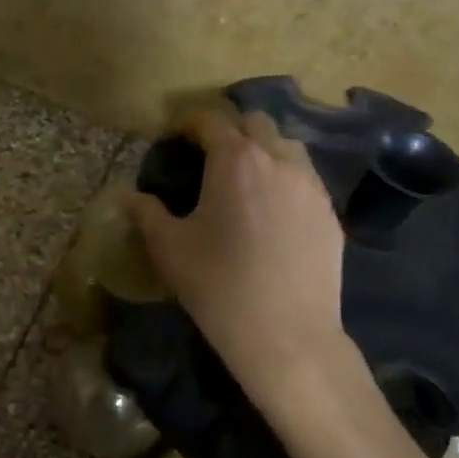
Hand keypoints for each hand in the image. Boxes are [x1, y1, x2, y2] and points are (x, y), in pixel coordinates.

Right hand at [131, 110, 367, 429]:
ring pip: (287, 147)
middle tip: (208, 155)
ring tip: (243, 179)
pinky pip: (305, 180)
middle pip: (255, 123)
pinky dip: (284, 179)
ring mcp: (312, 187)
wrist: (287, 336)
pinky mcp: (330, 214)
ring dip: (262, 150)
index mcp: (236, 161)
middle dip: (229, 130)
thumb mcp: (168, 249)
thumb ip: (146, 213)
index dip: (188, 122)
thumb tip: (129, 196)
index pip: (211, 121)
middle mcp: (279, 161)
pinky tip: (271, 211)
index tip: (173, 134)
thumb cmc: (218, 286)